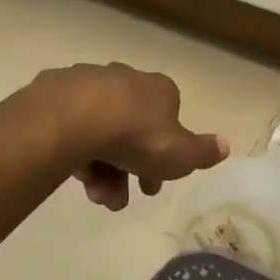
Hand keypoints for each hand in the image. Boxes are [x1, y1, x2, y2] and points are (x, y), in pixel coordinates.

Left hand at [31, 63, 229, 210]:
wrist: (74, 119)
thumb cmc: (136, 136)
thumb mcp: (180, 155)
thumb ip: (203, 152)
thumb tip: (226, 145)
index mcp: (158, 90)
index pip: (167, 122)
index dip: (163, 157)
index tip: (151, 185)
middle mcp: (124, 80)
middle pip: (131, 131)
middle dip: (128, 170)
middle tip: (119, 200)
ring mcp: (87, 83)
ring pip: (99, 131)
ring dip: (101, 169)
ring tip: (95, 196)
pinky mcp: (54, 93)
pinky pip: (70, 127)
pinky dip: (75, 152)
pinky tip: (74, 176)